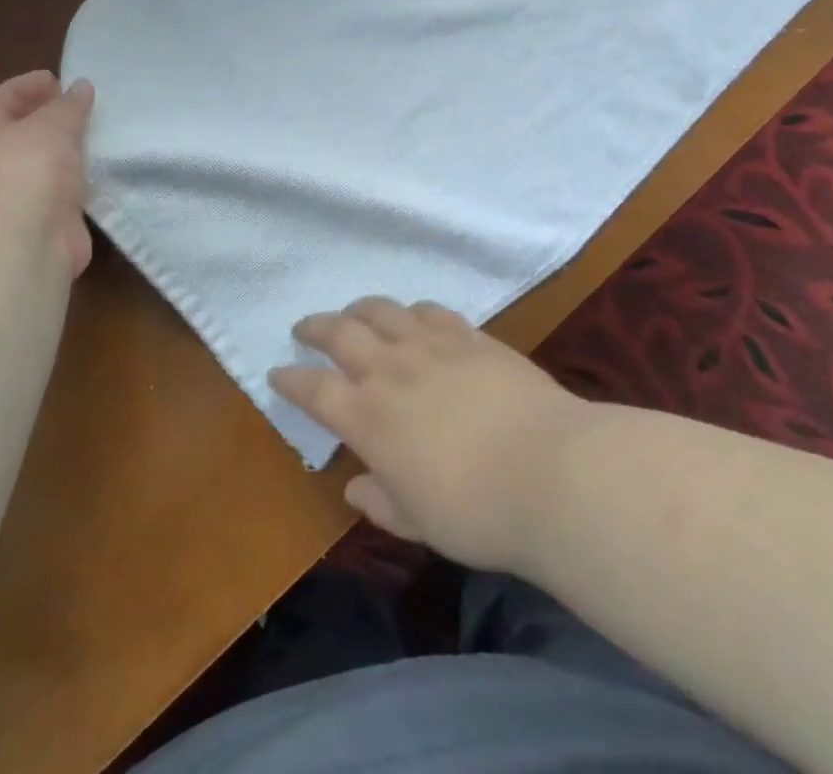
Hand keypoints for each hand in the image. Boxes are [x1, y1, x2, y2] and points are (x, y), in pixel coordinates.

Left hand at [0, 71, 94, 280]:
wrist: (19, 247)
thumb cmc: (25, 171)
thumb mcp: (52, 125)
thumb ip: (69, 106)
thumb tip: (80, 87)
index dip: (26, 86)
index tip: (57, 79)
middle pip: (18, 134)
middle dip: (47, 121)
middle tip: (80, 108)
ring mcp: (11, 199)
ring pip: (40, 168)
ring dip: (65, 155)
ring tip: (97, 137)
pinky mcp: (38, 226)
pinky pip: (59, 196)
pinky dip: (77, 185)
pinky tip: (101, 174)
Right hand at [270, 298, 595, 575]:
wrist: (553, 473)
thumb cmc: (479, 513)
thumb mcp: (421, 523)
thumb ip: (382, 502)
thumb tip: (355, 488)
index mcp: (368, 418)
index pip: (314, 389)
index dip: (291, 380)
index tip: (278, 373)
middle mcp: (390, 370)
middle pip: (340, 333)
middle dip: (315, 328)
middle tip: (305, 328)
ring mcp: (430, 346)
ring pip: (381, 310)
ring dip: (359, 310)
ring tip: (354, 313)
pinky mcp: (469, 336)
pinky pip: (430, 311)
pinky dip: (412, 311)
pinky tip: (414, 316)